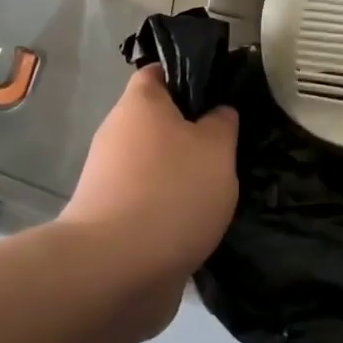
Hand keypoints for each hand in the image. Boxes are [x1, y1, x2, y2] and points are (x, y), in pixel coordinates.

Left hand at [61, 67, 238, 332]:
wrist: (117, 270)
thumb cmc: (173, 192)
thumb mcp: (217, 148)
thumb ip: (222, 123)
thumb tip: (217, 114)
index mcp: (139, 105)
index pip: (159, 72)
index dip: (190, 76)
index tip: (222, 93)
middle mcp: (117, 136)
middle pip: (159, 122)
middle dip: (193, 133)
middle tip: (232, 146)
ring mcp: (109, 180)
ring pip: (156, 164)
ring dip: (185, 174)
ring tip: (224, 188)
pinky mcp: (111, 220)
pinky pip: (150, 200)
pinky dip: (173, 208)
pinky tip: (202, 222)